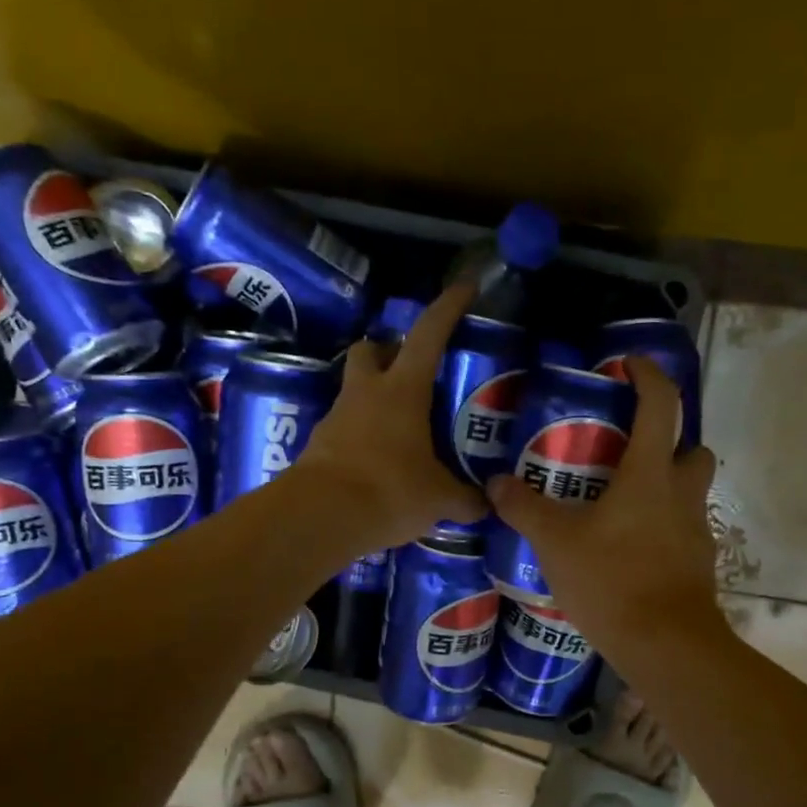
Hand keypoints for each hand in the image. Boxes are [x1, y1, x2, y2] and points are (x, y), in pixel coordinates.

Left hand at [292, 281, 488, 550]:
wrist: (319, 518)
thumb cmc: (388, 491)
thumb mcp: (438, 498)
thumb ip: (466, 499)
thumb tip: (486, 505)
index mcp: (402, 391)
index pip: (428, 335)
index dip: (448, 308)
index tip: (465, 288)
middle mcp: (366, 394)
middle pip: (371, 349)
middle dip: (390, 351)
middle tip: (414, 373)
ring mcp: (337, 418)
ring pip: (356, 389)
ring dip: (376, 397)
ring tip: (404, 428)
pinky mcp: (320, 446)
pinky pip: (346, 428)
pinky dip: (364, 436)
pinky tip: (381, 462)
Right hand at [486, 356, 722, 655]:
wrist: (665, 645)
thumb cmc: (612, 580)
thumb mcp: (556, 542)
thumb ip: (524, 508)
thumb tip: (495, 483)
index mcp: (650, 474)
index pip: (662, 405)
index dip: (649, 376)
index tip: (630, 365)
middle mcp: (682, 494)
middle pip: (693, 450)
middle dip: (670, 443)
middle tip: (629, 453)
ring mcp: (696, 532)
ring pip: (691, 493)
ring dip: (666, 488)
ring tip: (622, 504)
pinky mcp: (698, 565)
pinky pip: (683, 532)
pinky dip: (662, 530)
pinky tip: (630, 550)